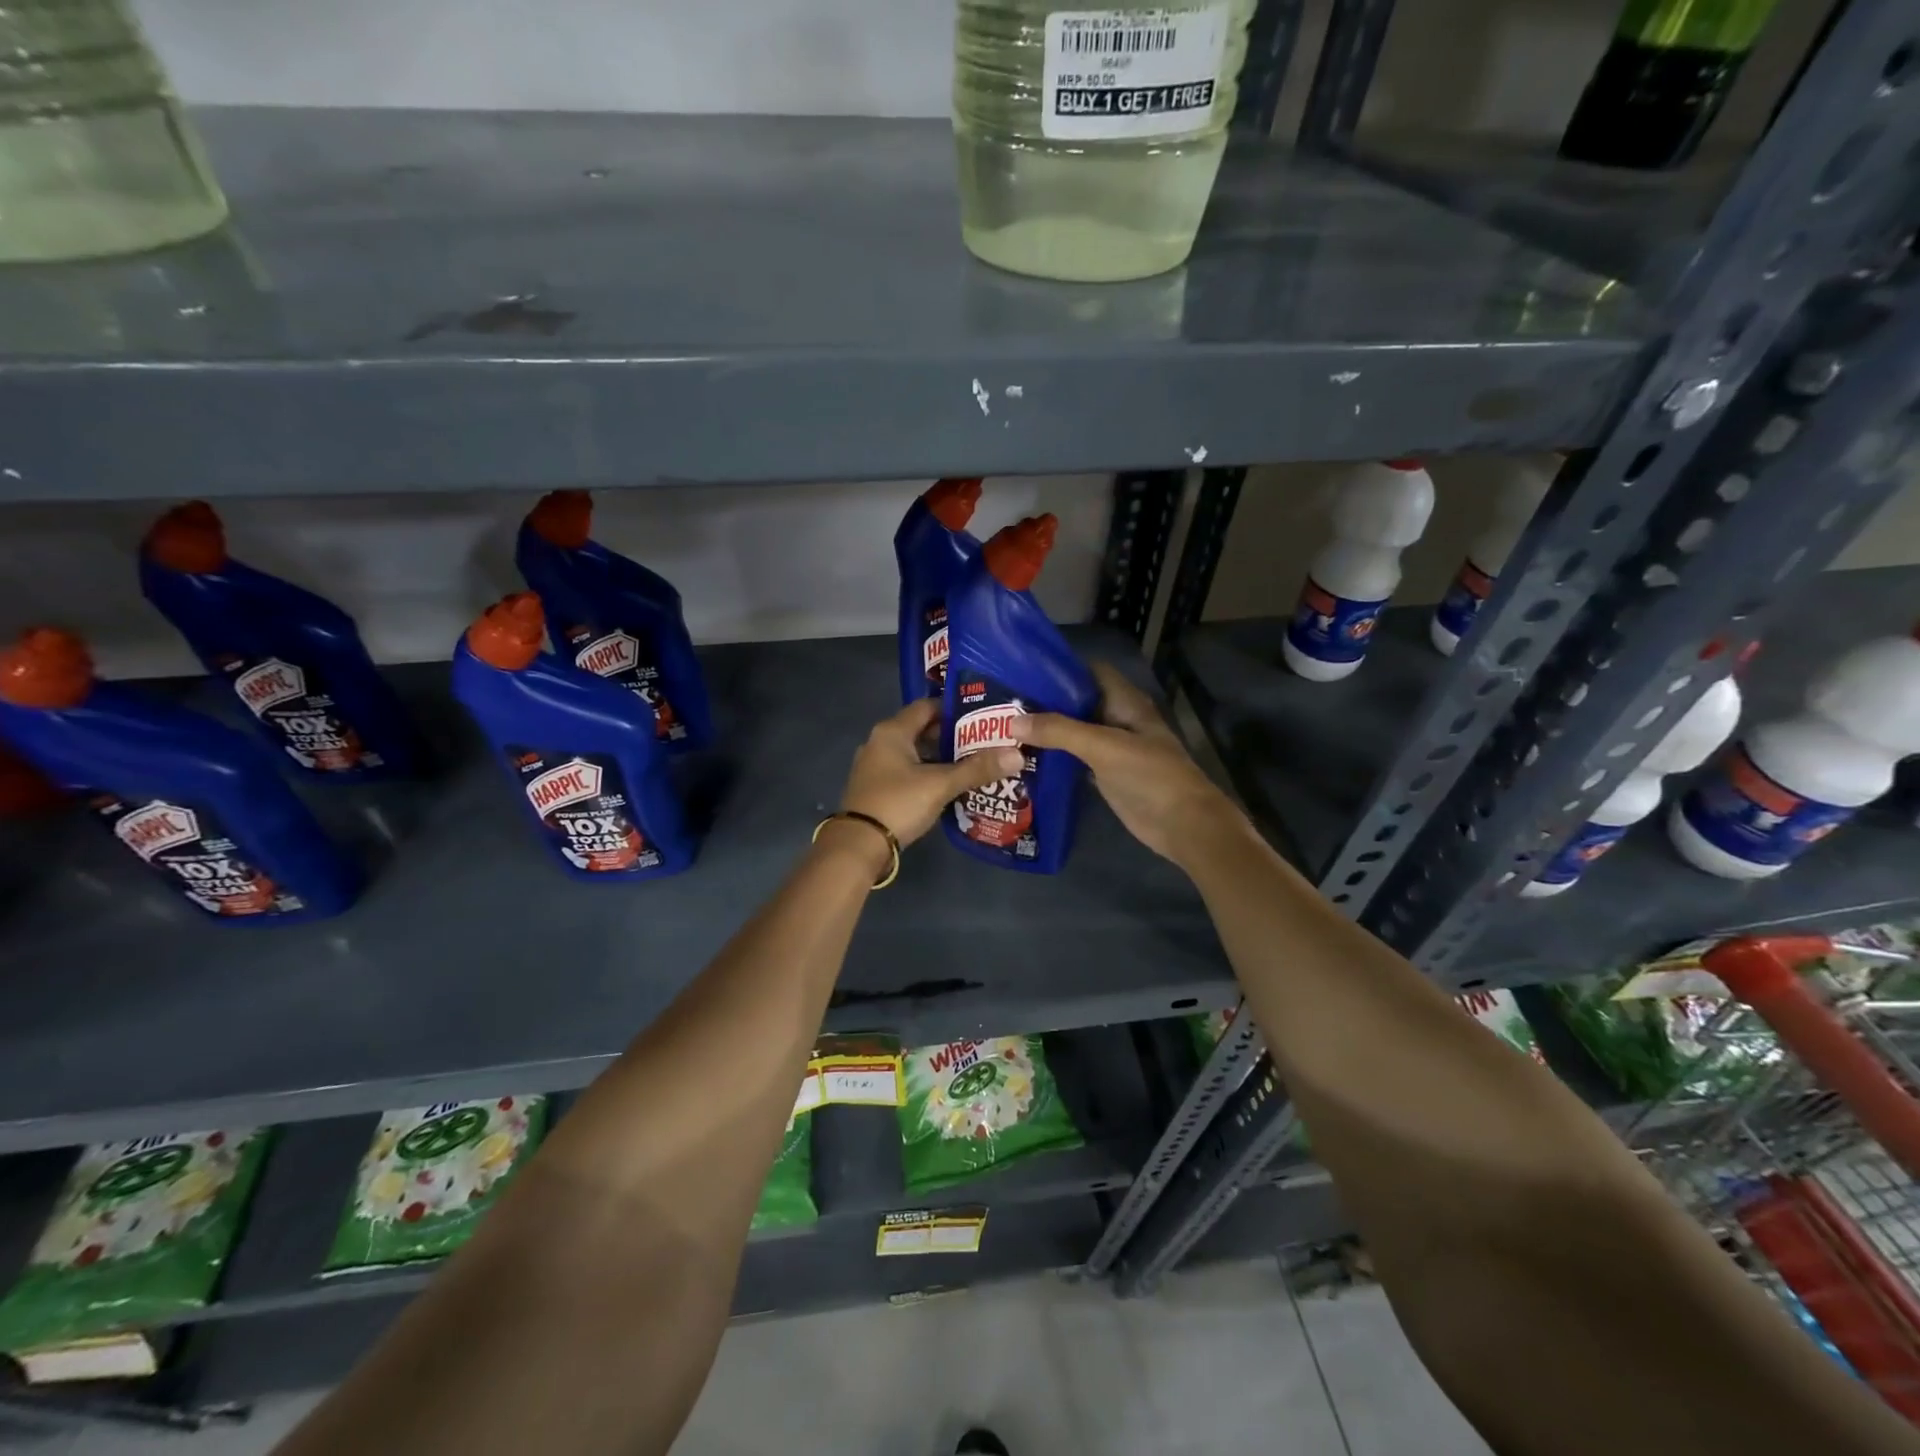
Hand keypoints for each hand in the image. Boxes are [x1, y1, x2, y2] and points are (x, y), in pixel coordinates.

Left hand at [836, 698, 1023, 852]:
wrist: (858, 845)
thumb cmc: (898, 803)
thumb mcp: (940, 784)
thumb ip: (977, 769)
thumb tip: (1017, 754)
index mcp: (892, 731)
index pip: (927, 706)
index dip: (955, 709)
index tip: (983, 717)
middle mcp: (880, 742)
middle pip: (921, 729)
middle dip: (952, 735)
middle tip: (984, 742)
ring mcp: (875, 766)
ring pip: (915, 753)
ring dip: (940, 757)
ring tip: (973, 763)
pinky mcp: (876, 788)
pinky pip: (907, 771)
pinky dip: (928, 773)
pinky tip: (949, 785)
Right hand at [1012, 662, 1240, 866]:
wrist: (1182, 825)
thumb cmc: (1149, 775)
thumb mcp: (1103, 746)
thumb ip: (1058, 732)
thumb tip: (1012, 722)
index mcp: (1125, 702)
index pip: (1090, 672)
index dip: (1060, 669)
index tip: (1023, 672)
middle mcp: (1118, 719)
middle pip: (1078, 702)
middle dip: (1047, 701)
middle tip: (1005, 703)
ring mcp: (1113, 748)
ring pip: (1075, 731)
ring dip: (1048, 730)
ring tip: (1006, 727)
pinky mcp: (1106, 774)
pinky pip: (1076, 758)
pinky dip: (1055, 756)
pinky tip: (1026, 757)